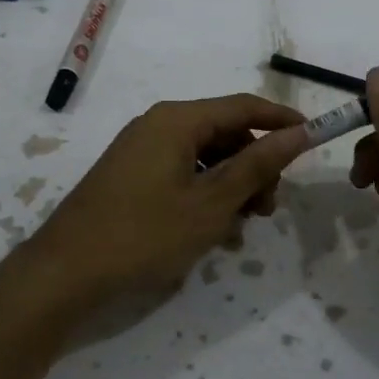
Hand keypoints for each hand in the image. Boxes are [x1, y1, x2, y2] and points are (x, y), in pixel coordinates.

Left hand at [21, 94, 309, 312]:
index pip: (243, 106)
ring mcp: (140, 151)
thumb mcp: (210, 203)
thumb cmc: (144, 234)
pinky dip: (204, 196)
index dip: (281, 121)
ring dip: (231, 187)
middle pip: (224, 132)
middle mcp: (158, 125)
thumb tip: (297, 134)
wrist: (65, 272)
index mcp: (177, 120)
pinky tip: (214, 233)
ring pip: (204, 157)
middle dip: (254, 166)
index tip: (313, 139)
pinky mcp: (130, 176)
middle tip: (268, 208)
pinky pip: (181, 174)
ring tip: (240, 228)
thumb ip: (256, 165)